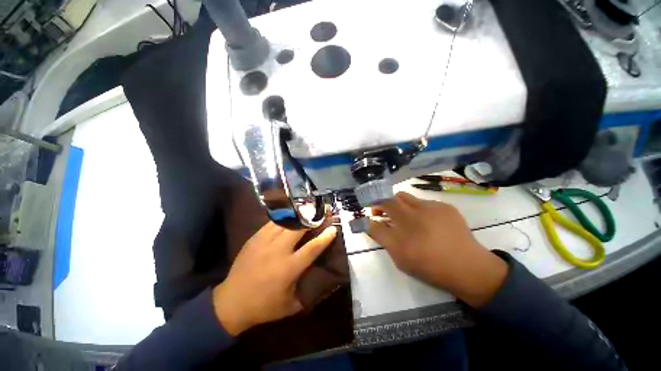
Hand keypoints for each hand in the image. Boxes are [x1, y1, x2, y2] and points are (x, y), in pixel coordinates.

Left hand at [212, 222, 336, 335]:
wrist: (230, 302)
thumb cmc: (263, 307)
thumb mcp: (291, 305)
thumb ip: (308, 292)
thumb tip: (323, 281)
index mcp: (288, 268)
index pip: (312, 248)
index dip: (325, 237)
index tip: (333, 228)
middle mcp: (277, 251)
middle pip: (298, 228)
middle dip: (311, 219)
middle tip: (319, 214)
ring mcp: (264, 242)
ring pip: (285, 222)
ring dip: (298, 216)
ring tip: (306, 211)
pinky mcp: (254, 239)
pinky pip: (272, 223)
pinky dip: (283, 219)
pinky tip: (288, 217)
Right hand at [368, 192, 507, 307]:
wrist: (468, 268)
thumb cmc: (429, 266)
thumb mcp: (400, 258)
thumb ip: (382, 238)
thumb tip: (371, 224)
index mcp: (401, 230)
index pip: (377, 216)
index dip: (372, 211)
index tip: (372, 214)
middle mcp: (413, 214)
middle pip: (390, 199)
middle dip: (383, 204)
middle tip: (384, 212)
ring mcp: (430, 208)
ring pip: (406, 197)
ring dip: (399, 204)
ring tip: (405, 215)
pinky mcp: (445, 207)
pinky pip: (424, 202)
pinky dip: (418, 208)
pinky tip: (427, 221)